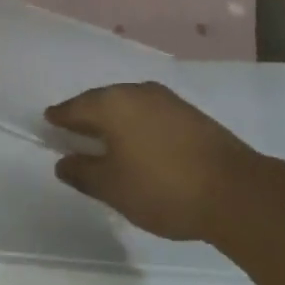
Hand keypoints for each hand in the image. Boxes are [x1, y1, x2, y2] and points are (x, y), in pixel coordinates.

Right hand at [45, 81, 257, 240]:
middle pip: (102, 101)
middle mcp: (137, 92)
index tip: (49, 122)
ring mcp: (168, 101)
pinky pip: (150, 114)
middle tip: (73, 131)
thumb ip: (83, 172)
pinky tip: (138, 143)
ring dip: (114, 121)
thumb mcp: (112, 187)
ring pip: (129, 106)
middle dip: (87, 116)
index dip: (60, 117)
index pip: (75, 107)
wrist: (235, 192)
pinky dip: (137, 126)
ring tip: (105, 140)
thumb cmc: (162, 188)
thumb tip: (64, 161)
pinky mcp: (190, 115)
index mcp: (112, 104)